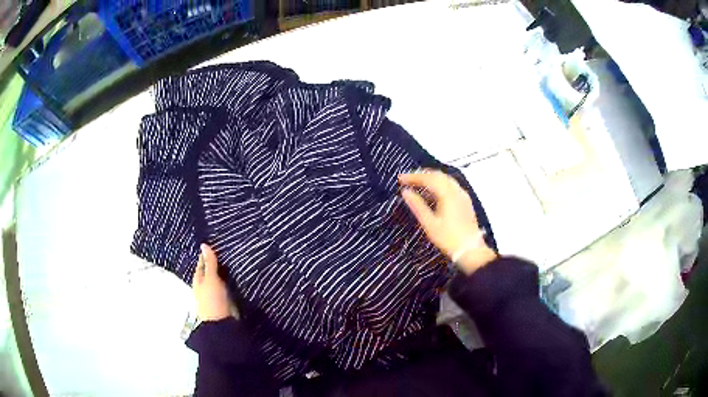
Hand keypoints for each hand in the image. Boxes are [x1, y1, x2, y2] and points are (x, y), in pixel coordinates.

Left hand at [193, 244, 233, 320]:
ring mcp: (215, 293)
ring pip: (220, 278)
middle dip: (217, 261)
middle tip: (228, 247)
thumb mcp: (211, 278)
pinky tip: (238, 275)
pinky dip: (231, 280)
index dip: (207, 253)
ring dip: (225, 271)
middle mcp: (205, 285)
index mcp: (198, 279)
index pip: (202, 262)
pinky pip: (228, 286)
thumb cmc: (212, 299)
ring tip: (236, 258)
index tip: (216, 242)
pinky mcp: (225, 300)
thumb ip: (210, 263)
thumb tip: (204, 244)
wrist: (221, 323)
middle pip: (211, 270)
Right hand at [399, 170, 496, 274]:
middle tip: (408, 179)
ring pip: (445, 179)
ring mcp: (463, 195)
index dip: (413, 177)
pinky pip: (451, 186)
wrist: (470, 250)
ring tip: (418, 183)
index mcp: (447, 194)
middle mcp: (456, 190)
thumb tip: (405, 192)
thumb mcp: (429, 224)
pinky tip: (433, 192)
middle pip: (438, 175)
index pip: (428, 178)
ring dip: (431, 178)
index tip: (400, 179)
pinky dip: (440, 184)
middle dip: (422, 175)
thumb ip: (417, 206)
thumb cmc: (448, 238)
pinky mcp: (465, 201)